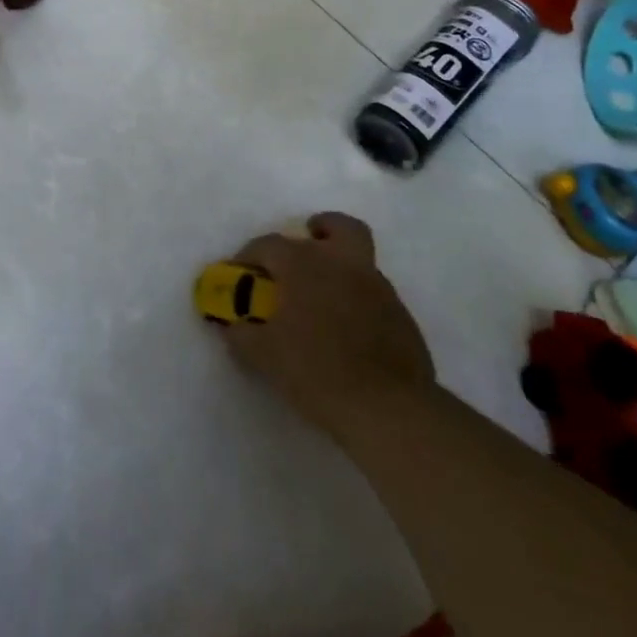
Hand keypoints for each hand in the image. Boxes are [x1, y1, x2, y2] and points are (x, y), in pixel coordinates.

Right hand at [222, 213, 434, 434]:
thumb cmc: (316, 371)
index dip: (248, 256)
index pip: (269, 244)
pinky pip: (374, 296)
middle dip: (319, 231)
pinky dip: (358, 302)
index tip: (239, 275)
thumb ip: (242, 334)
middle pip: (338, 227)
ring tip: (321, 301)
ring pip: (359, 260)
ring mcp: (378, 289)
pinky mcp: (402, 318)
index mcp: (305, 264)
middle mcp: (344, 264)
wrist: (388, 410)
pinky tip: (347, 332)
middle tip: (303, 255)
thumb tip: (234, 326)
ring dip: (339, 270)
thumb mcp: (264, 356)